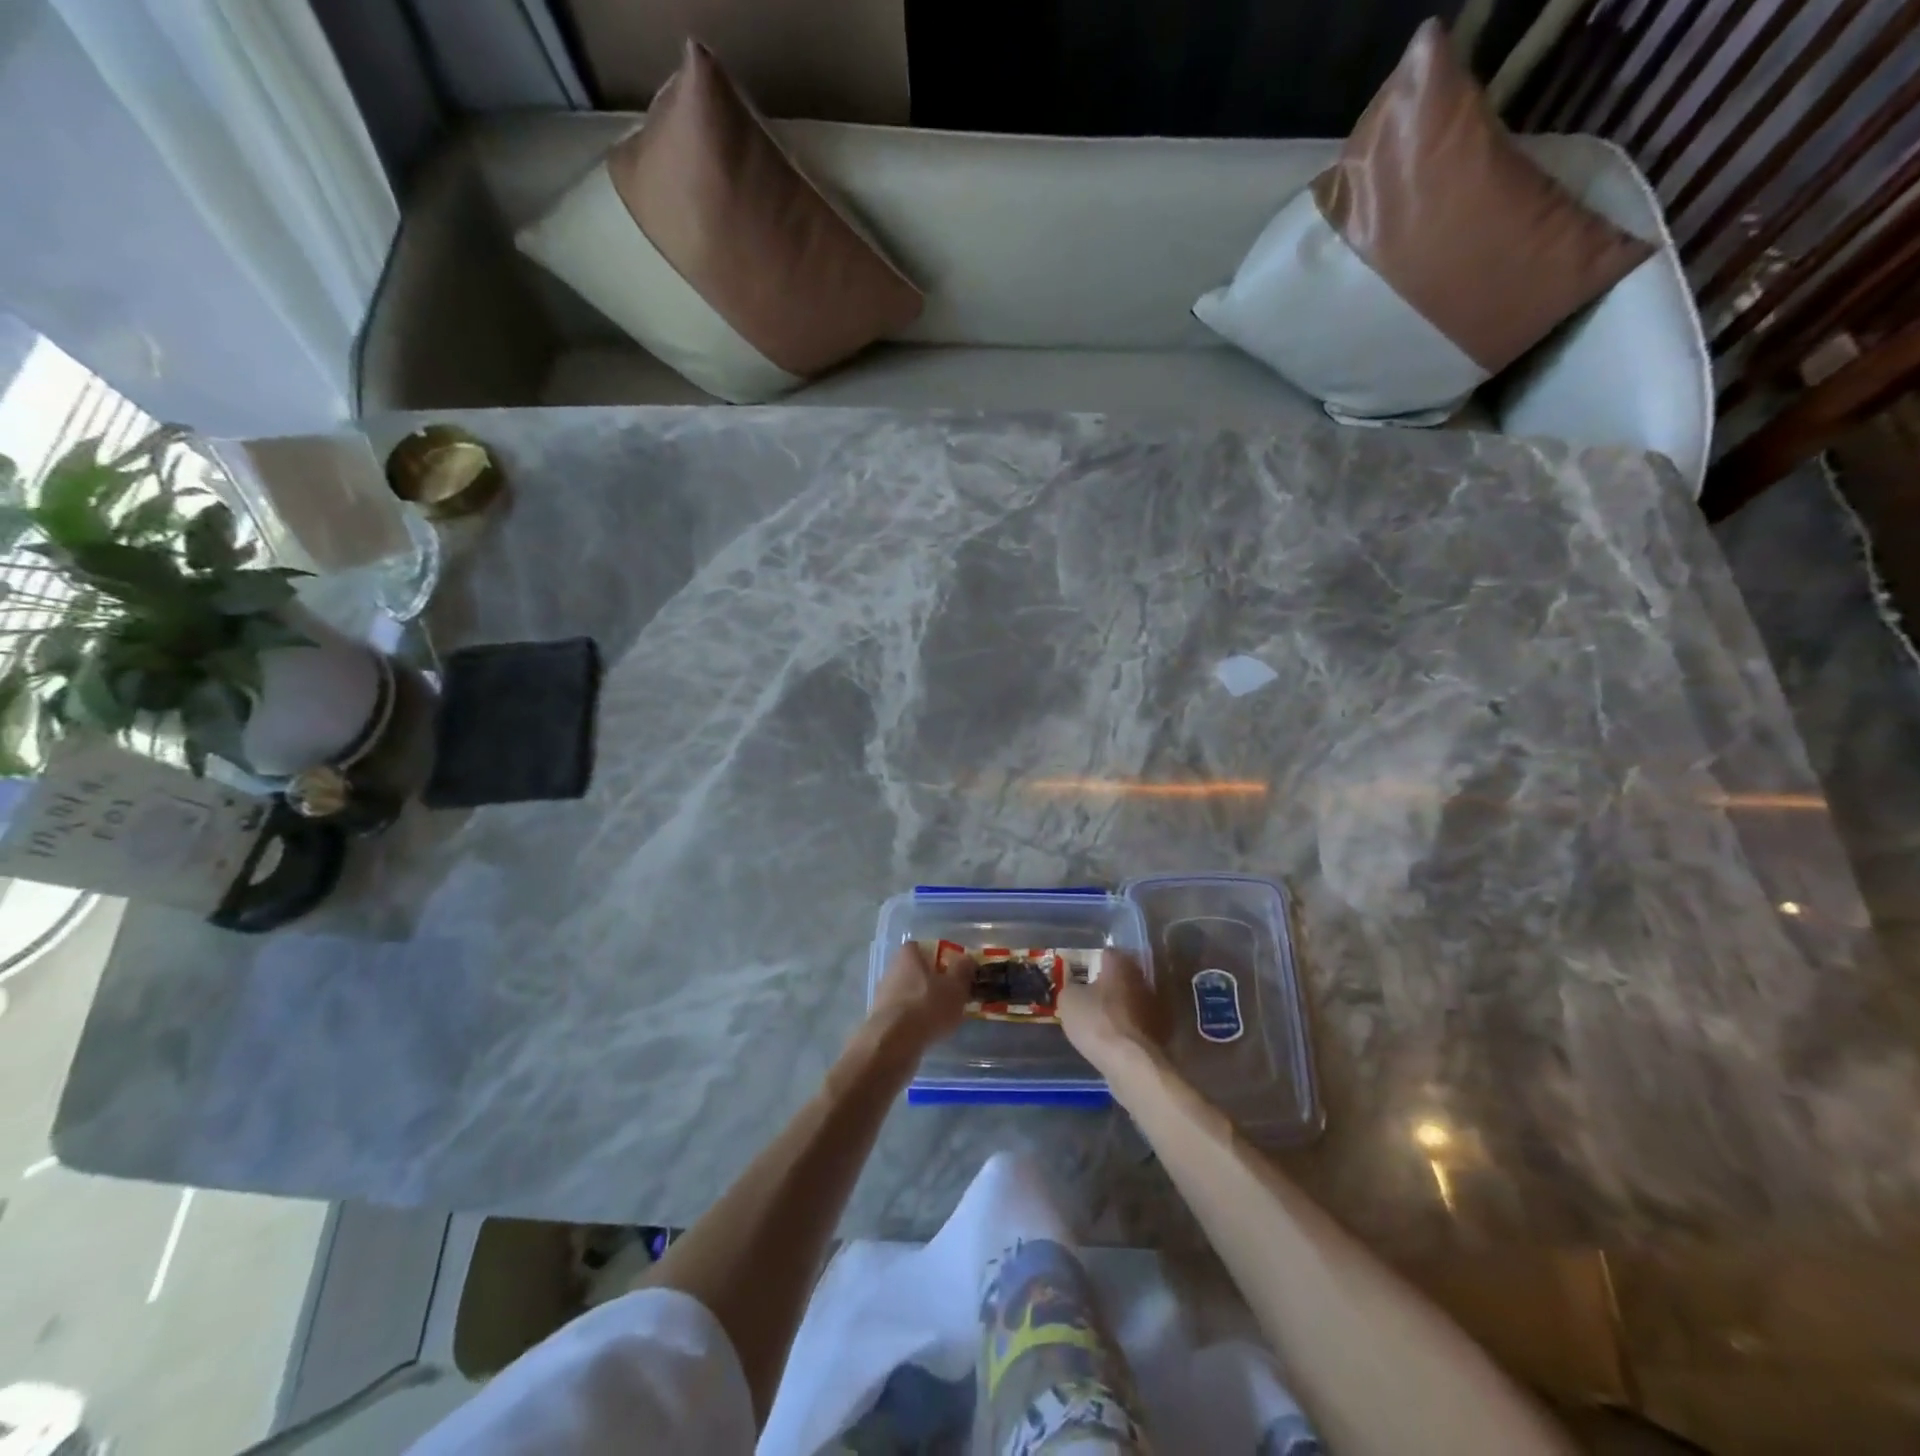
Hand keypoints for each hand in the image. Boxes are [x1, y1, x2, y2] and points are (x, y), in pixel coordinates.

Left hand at [865, 940, 970, 1056]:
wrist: (892, 1043)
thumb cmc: (927, 1006)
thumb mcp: (955, 986)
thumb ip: (963, 970)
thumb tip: (966, 959)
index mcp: (909, 954)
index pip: (928, 948)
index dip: (945, 960)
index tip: (958, 975)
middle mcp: (893, 969)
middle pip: (920, 972)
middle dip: (936, 984)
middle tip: (955, 998)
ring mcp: (884, 994)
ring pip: (913, 994)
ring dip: (926, 1004)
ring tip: (944, 1020)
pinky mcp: (881, 1019)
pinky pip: (905, 1015)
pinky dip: (916, 1021)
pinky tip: (928, 1033)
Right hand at [1059, 950, 1166, 1071]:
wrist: (1130, 1062)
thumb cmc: (1096, 1021)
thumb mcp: (1068, 1000)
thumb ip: (1071, 987)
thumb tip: (1076, 988)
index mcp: (1120, 964)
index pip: (1107, 953)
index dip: (1093, 962)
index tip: (1082, 974)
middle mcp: (1141, 979)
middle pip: (1123, 975)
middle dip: (1109, 983)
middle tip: (1091, 995)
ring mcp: (1154, 1005)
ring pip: (1133, 998)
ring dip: (1120, 1005)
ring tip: (1102, 1019)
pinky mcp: (1160, 1030)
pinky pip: (1139, 1021)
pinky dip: (1128, 1026)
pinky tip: (1114, 1037)